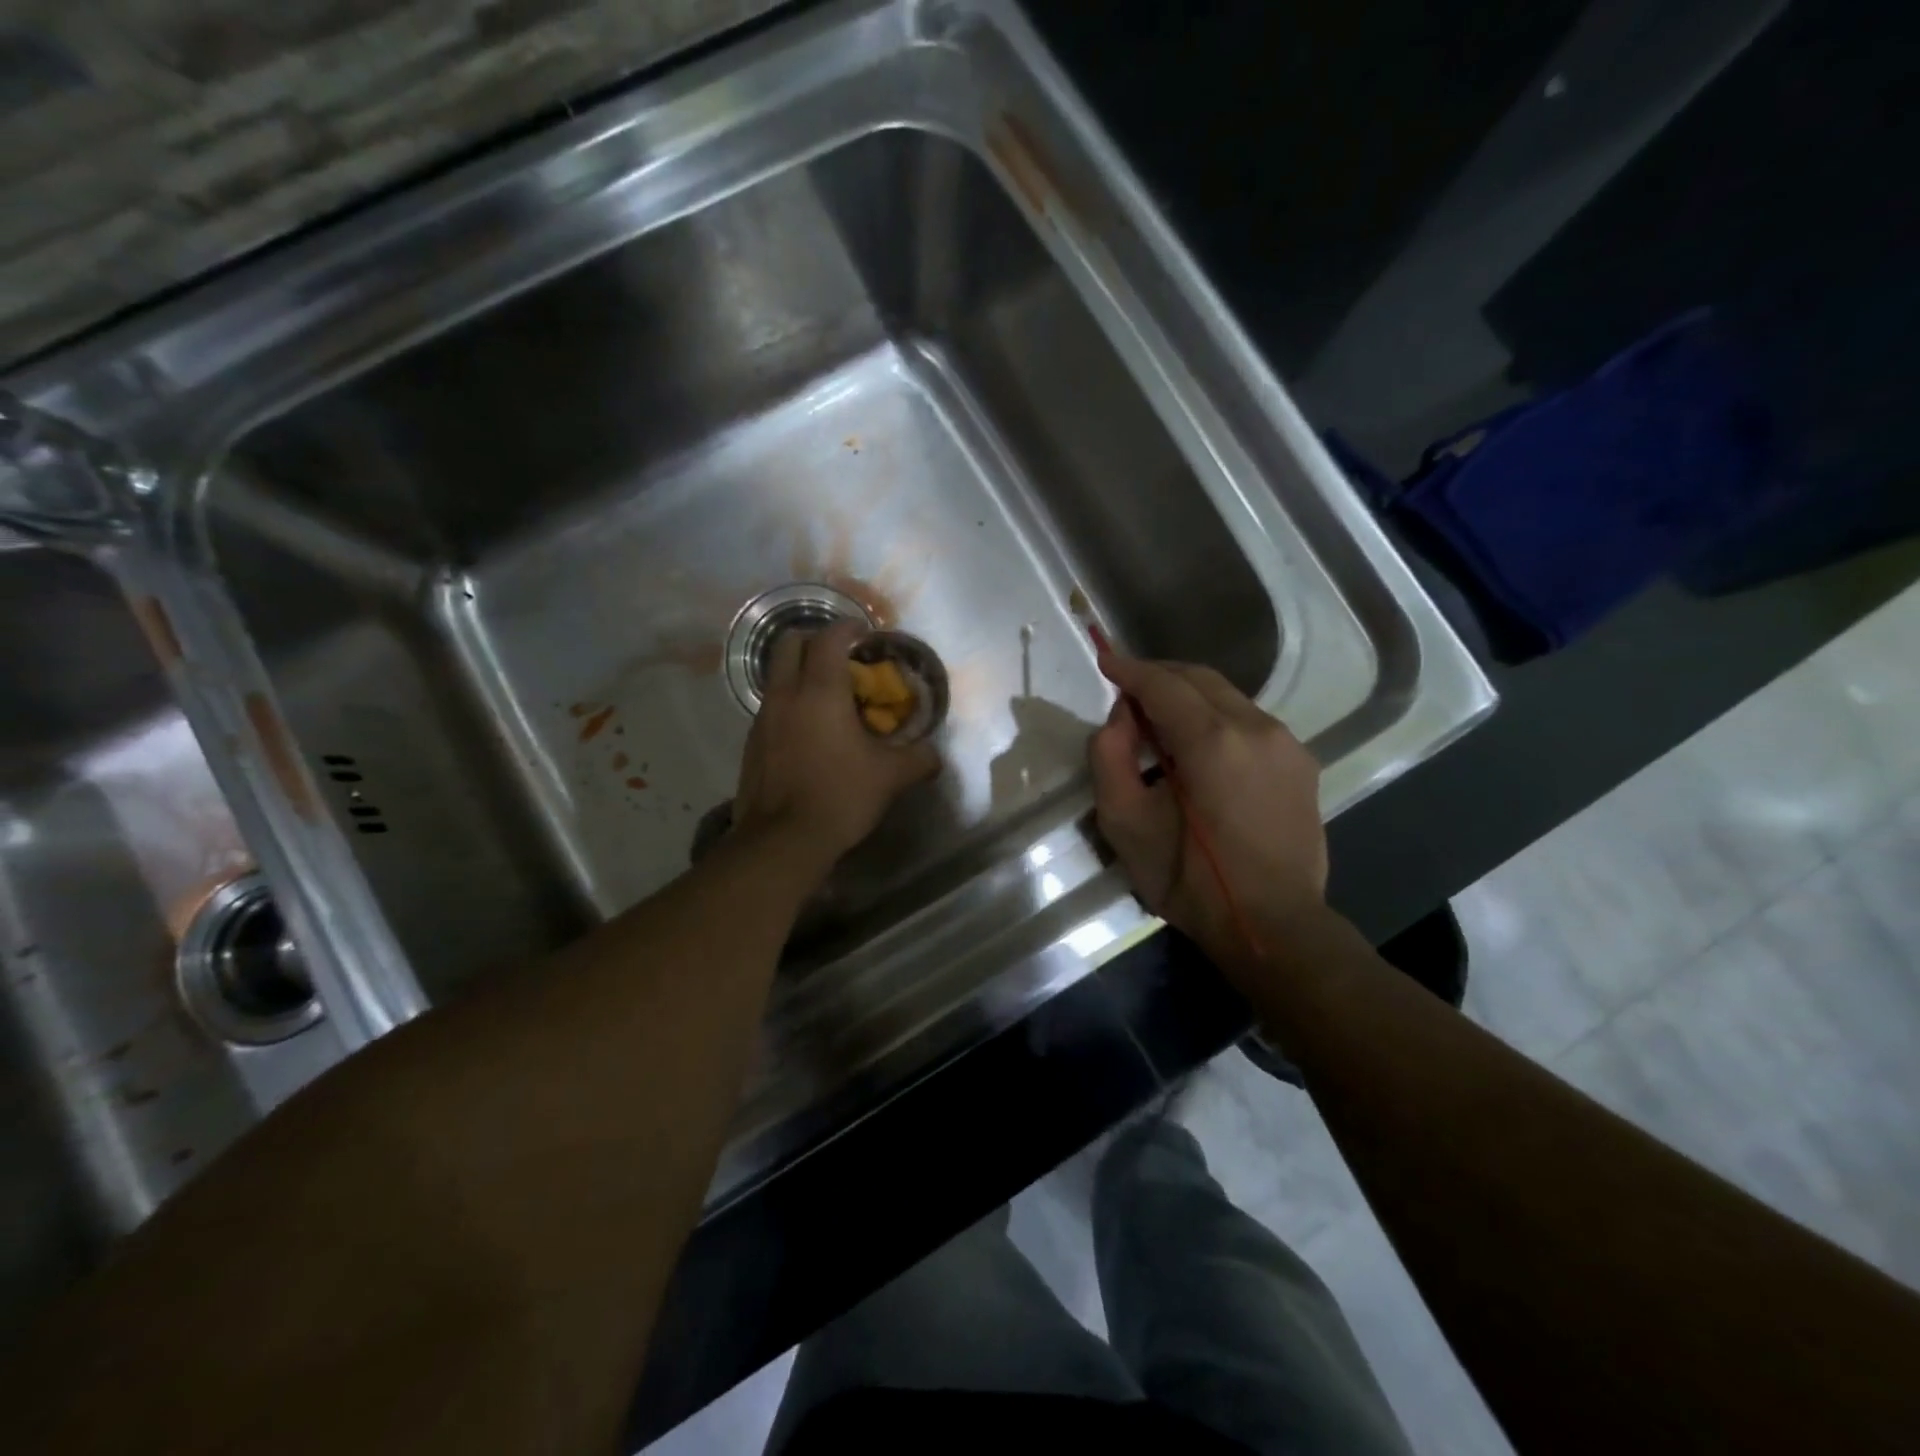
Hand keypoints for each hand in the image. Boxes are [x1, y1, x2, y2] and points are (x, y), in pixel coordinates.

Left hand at [734, 621, 940, 874]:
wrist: (782, 840)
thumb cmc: (840, 796)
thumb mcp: (891, 777)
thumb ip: (919, 759)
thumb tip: (934, 756)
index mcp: (820, 691)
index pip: (829, 638)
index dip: (848, 628)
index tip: (865, 635)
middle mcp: (786, 694)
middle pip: (790, 643)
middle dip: (815, 640)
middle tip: (841, 657)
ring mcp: (763, 718)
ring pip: (776, 675)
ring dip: (800, 672)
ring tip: (827, 696)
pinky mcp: (752, 742)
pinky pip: (771, 706)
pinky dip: (790, 703)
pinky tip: (809, 731)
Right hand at [1088, 653, 1327, 978]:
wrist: (1273, 926)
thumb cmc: (1190, 881)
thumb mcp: (1125, 825)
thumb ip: (1109, 758)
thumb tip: (1121, 717)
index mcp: (1212, 741)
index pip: (1163, 684)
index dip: (1129, 669)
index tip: (1104, 658)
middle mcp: (1256, 728)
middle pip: (1199, 679)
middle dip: (1158, 675)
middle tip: (1126, 688)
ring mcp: (1286, 743)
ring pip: (1227, 696)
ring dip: (1188, 696)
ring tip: (1158, 721)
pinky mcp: (1300, 762)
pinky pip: (1249, 721)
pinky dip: (1216, 718)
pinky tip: (1198, 748)